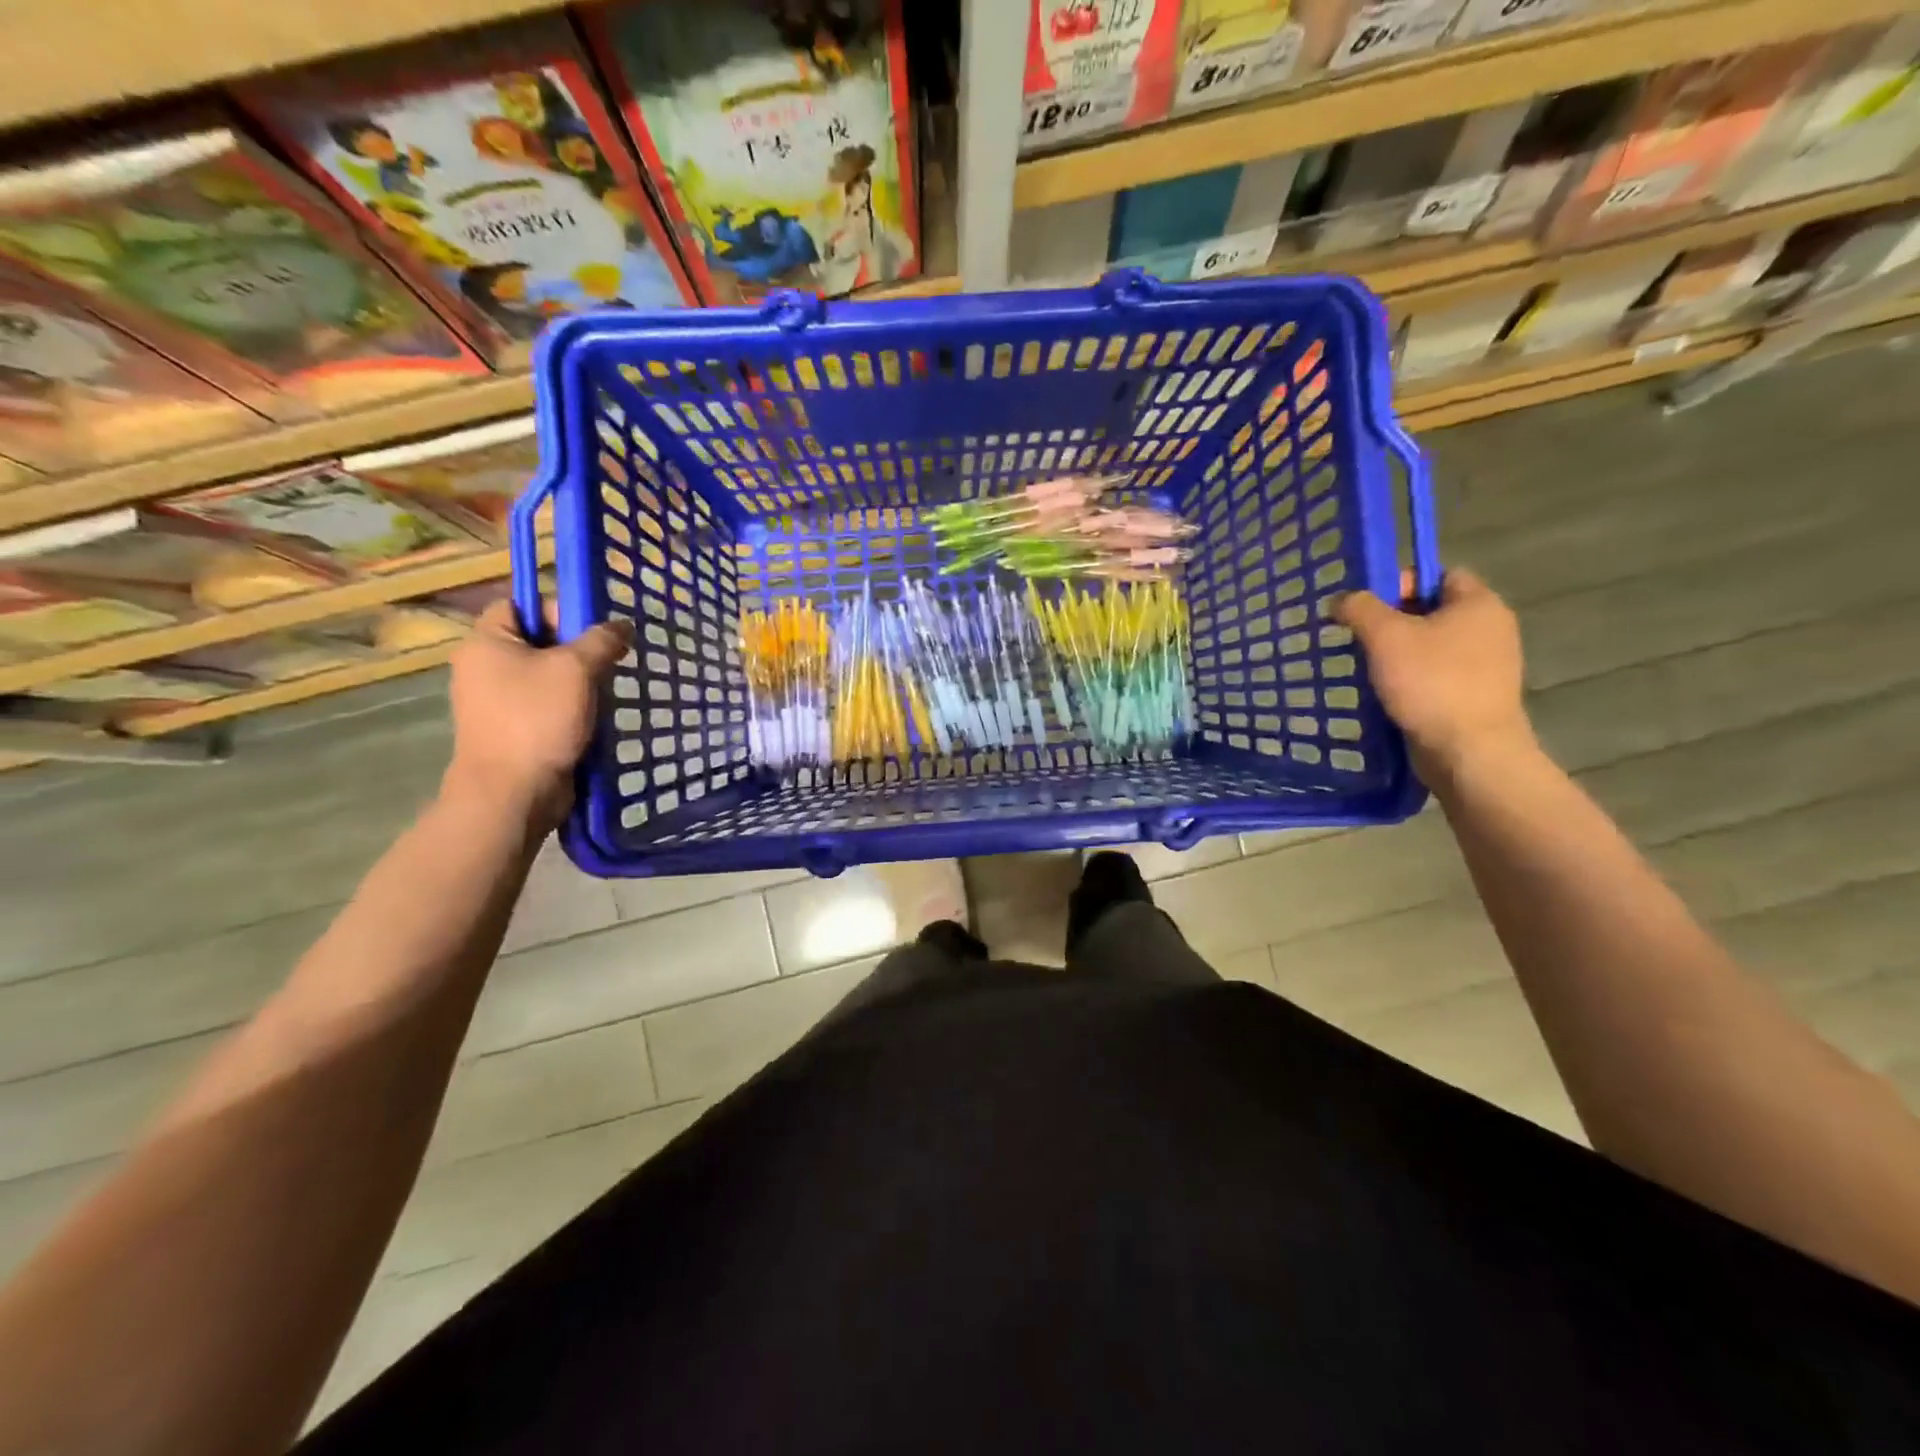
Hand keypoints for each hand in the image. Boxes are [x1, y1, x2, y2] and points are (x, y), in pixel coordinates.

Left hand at [443, 601, 632, 828]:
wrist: (513, 792)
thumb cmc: (537, 719)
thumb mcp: (576, 669)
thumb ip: (602, 640)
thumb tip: (622, 625)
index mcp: (486, 642)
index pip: (520, 604)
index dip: (557, 609)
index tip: (592, 630)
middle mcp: (484, 667)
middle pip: (537, 641)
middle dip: (577, 650)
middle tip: (609, 662)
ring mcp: (495, 702)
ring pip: (546, 676)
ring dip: (579, 682)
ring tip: (606, 691)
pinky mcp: (512, 730)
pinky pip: (546, 706)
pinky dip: (571, 708)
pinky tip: (594, 718)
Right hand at [1334, 569, 1533, 776]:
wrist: (1469, 751)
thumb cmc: (1431, 683)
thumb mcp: (1385, 636)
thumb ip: (1360, 608)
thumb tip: (1342, 599)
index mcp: (1479, 603)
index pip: (1438, 574)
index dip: (1400, 583)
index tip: (1367, 607)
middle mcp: (1491, 628)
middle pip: (1432, 611)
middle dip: (1393, 622)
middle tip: (1359, 638)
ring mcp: (1487, 665)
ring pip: (1432, 646)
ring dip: (1399, 654)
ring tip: (1368, 669)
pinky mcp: (1477, 696)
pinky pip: (1437, 675)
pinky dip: (1412, 680)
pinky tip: (1388, 694)